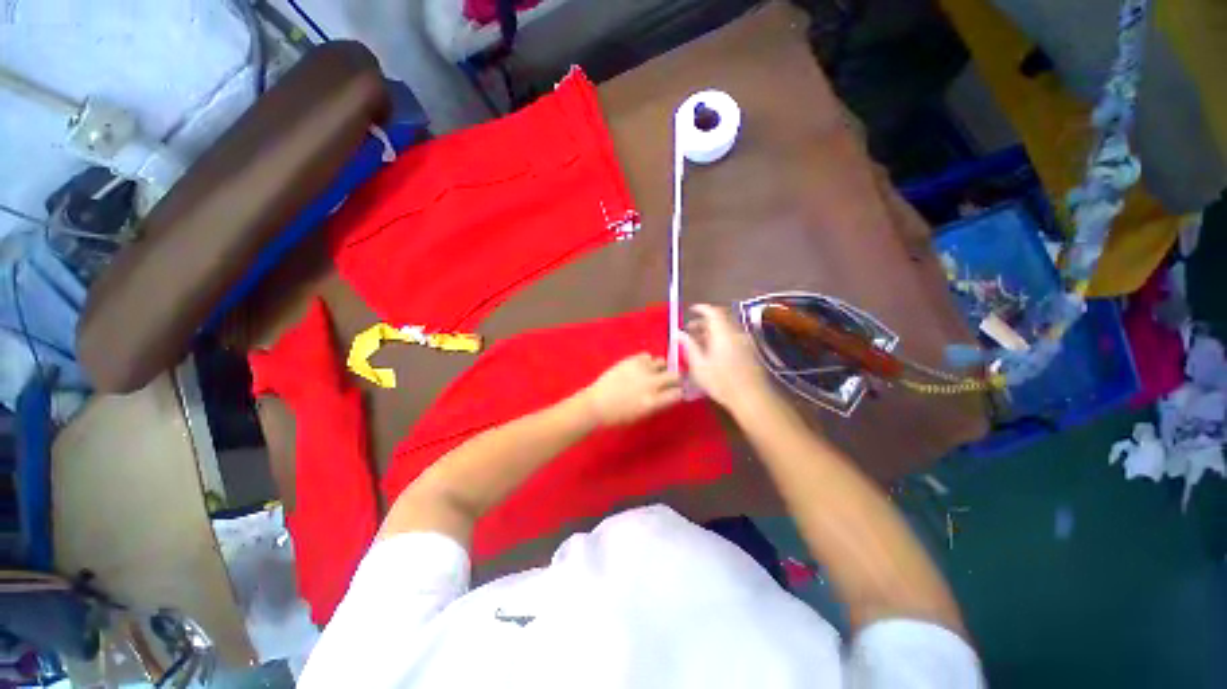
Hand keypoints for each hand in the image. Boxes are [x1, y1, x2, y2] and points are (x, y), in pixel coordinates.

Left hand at [581, 353, 683, 426]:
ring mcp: (640, 370)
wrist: (596, 404)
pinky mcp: (631, 360)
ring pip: (662, 362)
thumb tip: (671, 393)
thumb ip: (659, 403)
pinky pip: (647, 355)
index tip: (676, 391)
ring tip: (653, 372)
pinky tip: (641, 367)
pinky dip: (647, 361)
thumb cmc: (618, 416)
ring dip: (661, 368)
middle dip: (675, 378)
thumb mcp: (643, 415)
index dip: (679, 392)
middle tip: (670, 380)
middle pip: (675, 375)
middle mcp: (650, 384)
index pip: (678, 393)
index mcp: (653, 402)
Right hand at [678, 304, 772, 411]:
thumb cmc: (721, 381)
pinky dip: (721, 337)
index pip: (713, 312)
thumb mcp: (699, 365)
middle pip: (720, 319)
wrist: (751, 397)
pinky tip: (713, 351)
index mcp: (723, 333)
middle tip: (691, 329)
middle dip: (704, 321)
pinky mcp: (750, 351)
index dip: (701, 309)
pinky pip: (733, 337)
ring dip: (712, 330)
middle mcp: (736, 333)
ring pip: (727, 329)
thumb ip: (689, 346)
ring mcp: (745, 342)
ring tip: (699, 341)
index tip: (691, 310)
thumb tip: (679, 333)